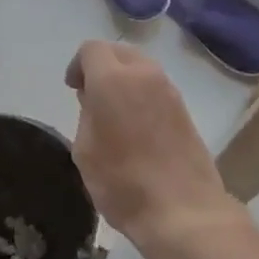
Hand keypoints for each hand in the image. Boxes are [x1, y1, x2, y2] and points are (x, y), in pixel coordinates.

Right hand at [64, 42, 248, 258]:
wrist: (184, 210)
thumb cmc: (123, 183)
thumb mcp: (86, 151)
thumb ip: (86, 115)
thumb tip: (94, 100)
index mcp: (113, 79)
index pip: (92, 49)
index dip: (77, 65)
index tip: (73, 90)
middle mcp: (145, 75)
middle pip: (120, 52)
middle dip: (103, 66)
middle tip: (91, 97)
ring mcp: (170, 91)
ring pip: (141, 68)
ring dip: (125, 80)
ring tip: (114, 114)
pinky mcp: (185, 109)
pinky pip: (157, 88)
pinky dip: (143, 95)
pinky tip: (137, 127)